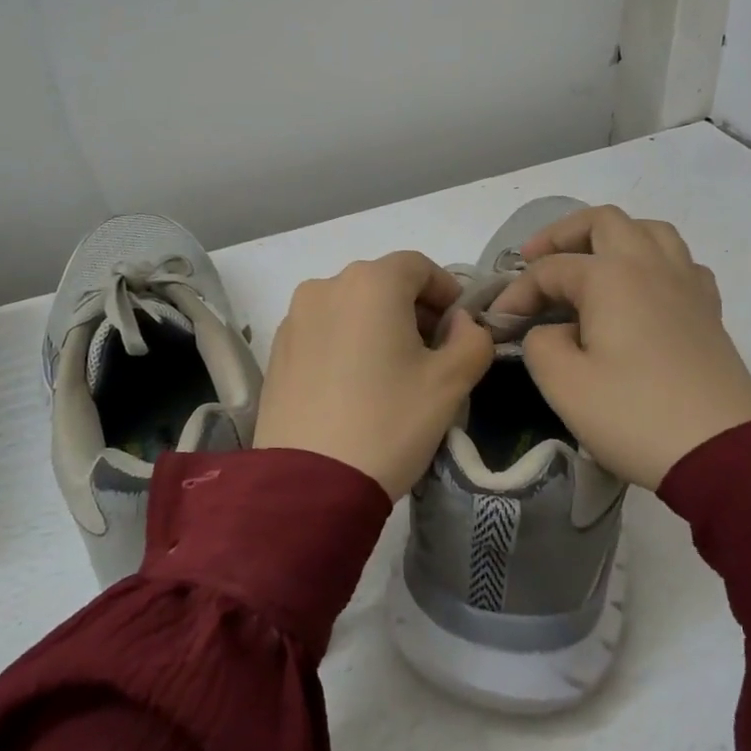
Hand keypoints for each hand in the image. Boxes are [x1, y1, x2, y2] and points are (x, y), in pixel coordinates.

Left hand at [254, 251, 494, 497]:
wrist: (308, 484)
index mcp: (370, 283)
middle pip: (382, 283)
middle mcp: (326, 286)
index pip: (418, 266)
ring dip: (379, 325)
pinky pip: (324, 330)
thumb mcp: (450, 383)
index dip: (446, 291)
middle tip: (434, 353)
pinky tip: (356, 386)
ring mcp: (295, 317)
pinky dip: (347, 342)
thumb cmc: (388, 422)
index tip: (460, 327)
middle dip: (414, 309)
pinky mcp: (277, 349)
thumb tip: (461, 323)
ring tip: (393, 372)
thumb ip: (472, 339)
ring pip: (351, 306)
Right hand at [492, 206, 750, 490]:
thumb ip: (539, 343)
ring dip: (613, 237)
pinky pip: (680, 263)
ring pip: (649, 231)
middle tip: (536, 259)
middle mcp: (650, 265)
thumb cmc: (634, 415)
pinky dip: (653, 263)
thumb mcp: (563, 383)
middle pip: (603, 221)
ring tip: (591, 263)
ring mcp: (687, 284)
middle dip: (562, 235)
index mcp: (611, 275)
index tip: (498, 325)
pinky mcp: (709, 311)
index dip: (517, 293)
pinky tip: (642, 291)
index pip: (549, 269)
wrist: (722, 454)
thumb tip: (549, 331)